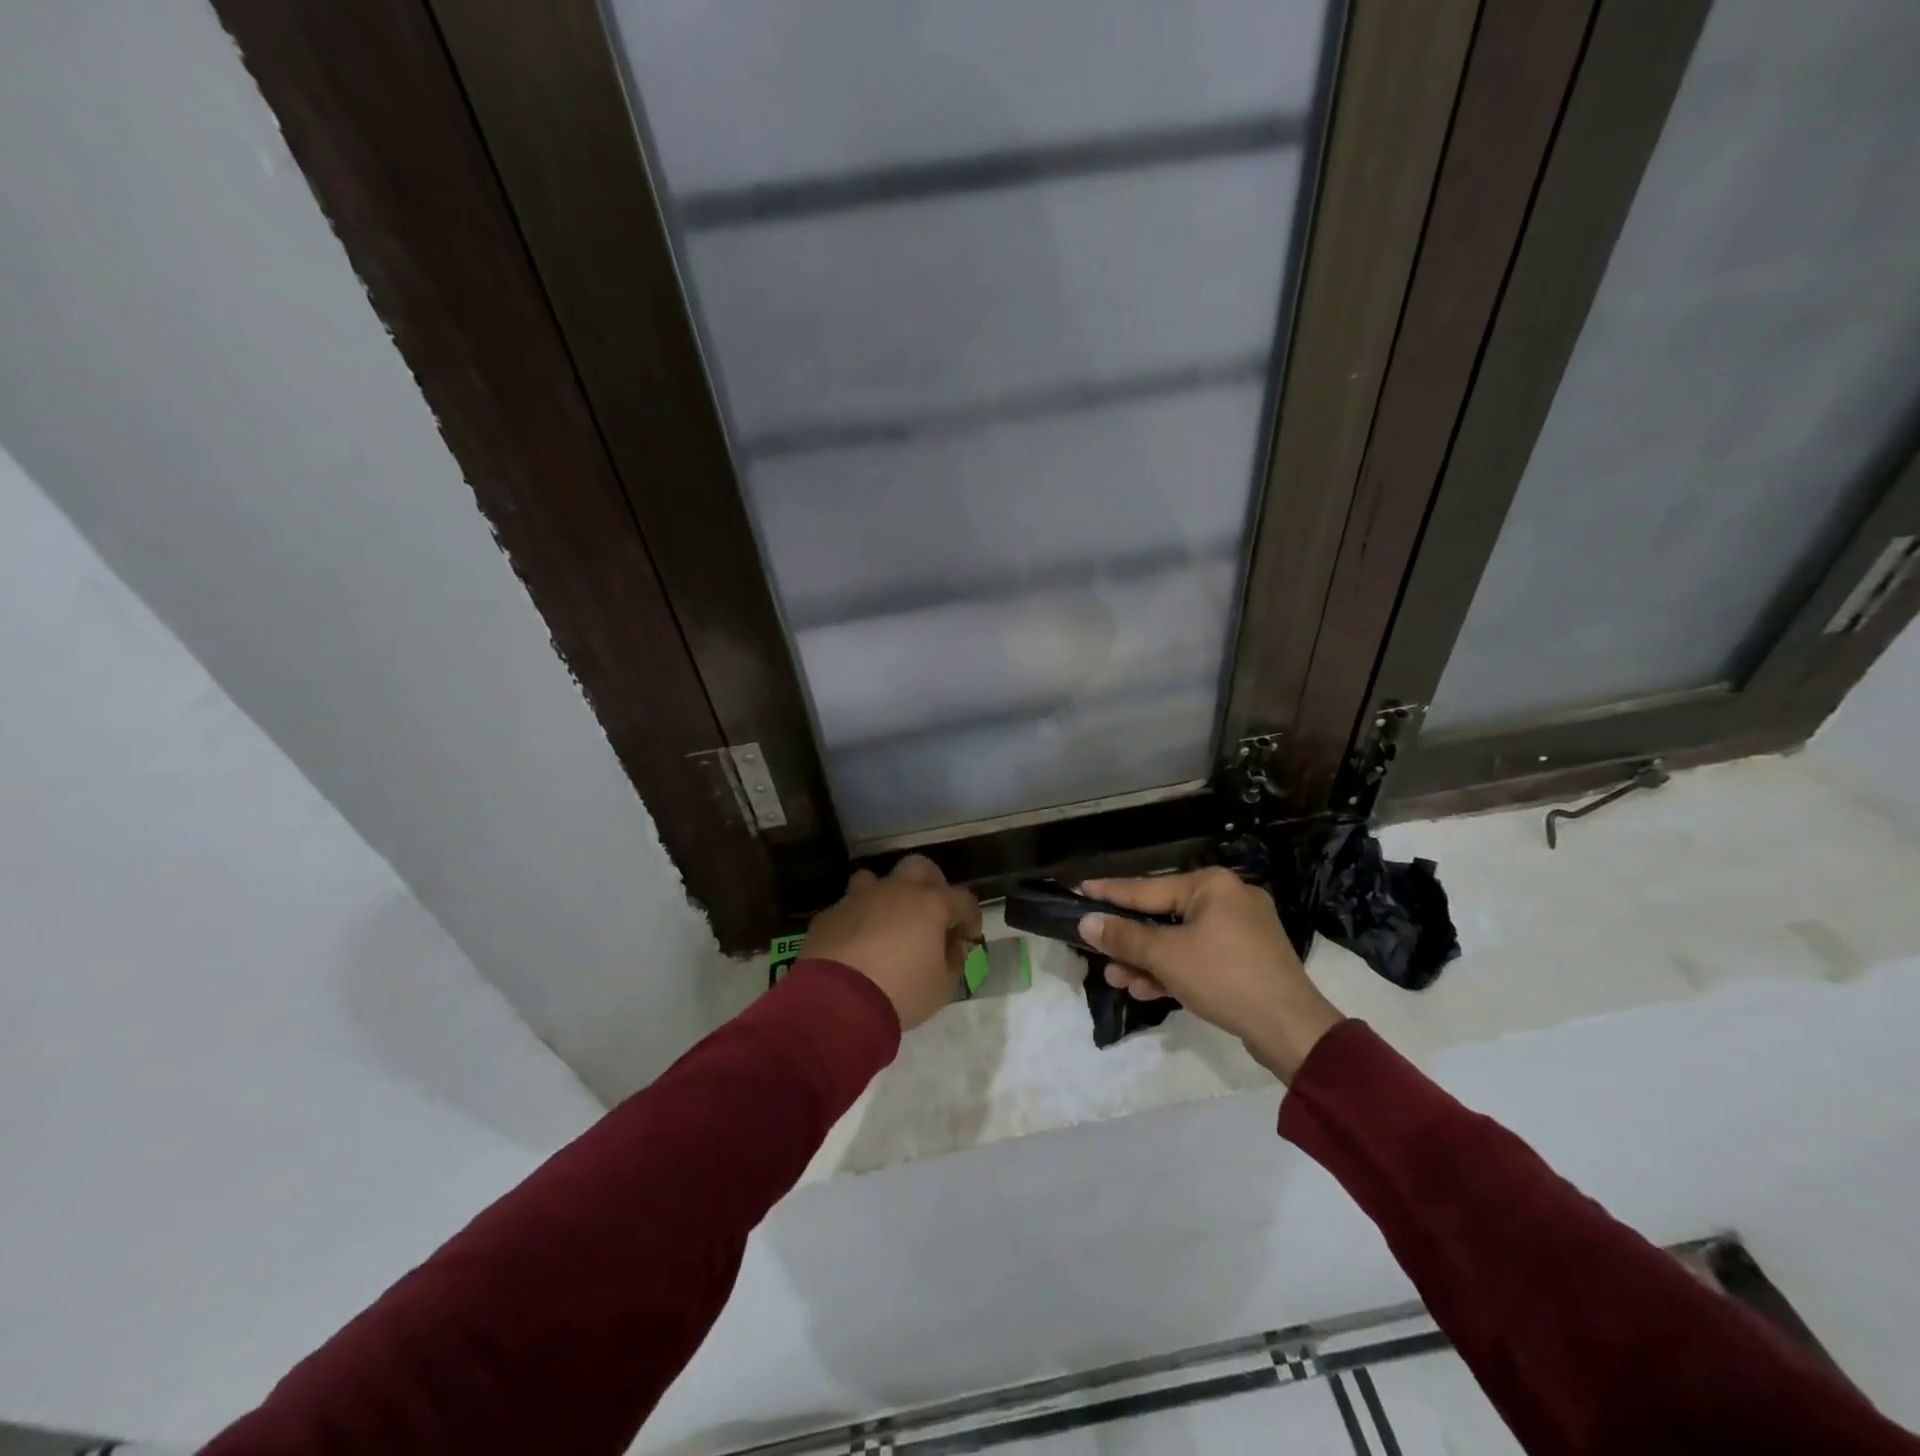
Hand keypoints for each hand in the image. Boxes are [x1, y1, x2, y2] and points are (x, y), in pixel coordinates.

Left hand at [801, 854, 981, 1029]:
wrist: (837, 1000)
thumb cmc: (901, 991)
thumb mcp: (943, 986)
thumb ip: (954, 960)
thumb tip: (951, 945)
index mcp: (931, 904)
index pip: (963, 898)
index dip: (971, 916)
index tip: (968, 937)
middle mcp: (896, 890)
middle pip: (920, 867)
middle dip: (931, 884)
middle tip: (931, 913)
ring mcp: (859, 898)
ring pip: (876, 879)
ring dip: (886, 895)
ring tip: (888, 922)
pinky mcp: (830, 914)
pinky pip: (848, 907)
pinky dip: (857, 919)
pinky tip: (855, 944)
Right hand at [1078, 868, 1344, 1081]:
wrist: (1290, 1029)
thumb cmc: (1224, 978)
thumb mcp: (1166, 957)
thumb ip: (1124, 937)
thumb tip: (1087, 922)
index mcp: (1211, 885)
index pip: (1147, 888)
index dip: (1110, 892)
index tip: (1080, 888)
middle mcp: (1227, 899)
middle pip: (1163, 916)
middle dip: (1129, 941)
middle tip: (1096, 951)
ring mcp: (1240, 931)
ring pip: (1179, 940)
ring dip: (1147, 961)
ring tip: (1116, 978)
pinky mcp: (1246, 959)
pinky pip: (1199, 957)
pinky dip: (1173, 970)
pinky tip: (1145, 988)